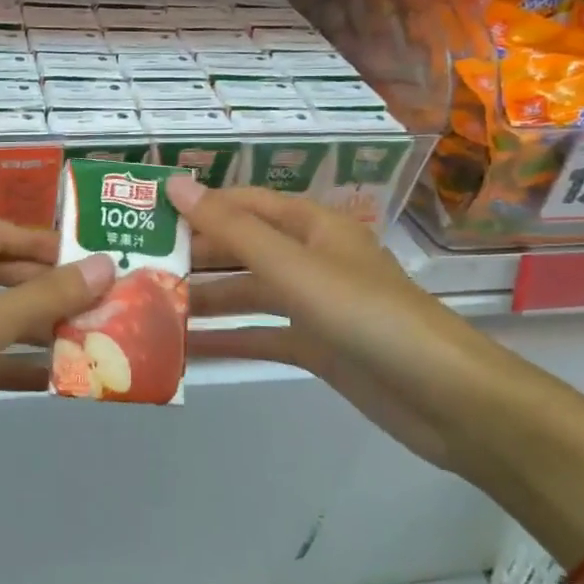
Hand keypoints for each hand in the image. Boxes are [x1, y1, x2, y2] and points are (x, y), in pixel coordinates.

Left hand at [0, 222, 114, 514]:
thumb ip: (41, 300)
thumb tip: (103, 266)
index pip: (4, 235)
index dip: (49, 244)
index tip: (96, 259)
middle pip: (1, 276)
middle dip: (48, 289)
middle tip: (103, 304)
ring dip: (33, 329)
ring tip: (89, 340)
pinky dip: (7, 364)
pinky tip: (45, 380)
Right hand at [173, 179, 472, 471]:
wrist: (445, 398)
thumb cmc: (368, 316)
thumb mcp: (294, 268)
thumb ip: (233, 230)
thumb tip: (176, 184)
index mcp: (313, 226)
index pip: (244, 204)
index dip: (199, 204)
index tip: (147, 214)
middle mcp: (312, 259)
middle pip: (243, 249)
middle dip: (195, 257)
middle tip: (137, 267)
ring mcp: (314, 305)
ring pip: (249, 294)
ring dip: (206, 300)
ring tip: (149, 307)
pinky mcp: (317, 347)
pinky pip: (263, 335)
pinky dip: (229, 339)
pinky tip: (186, 348)